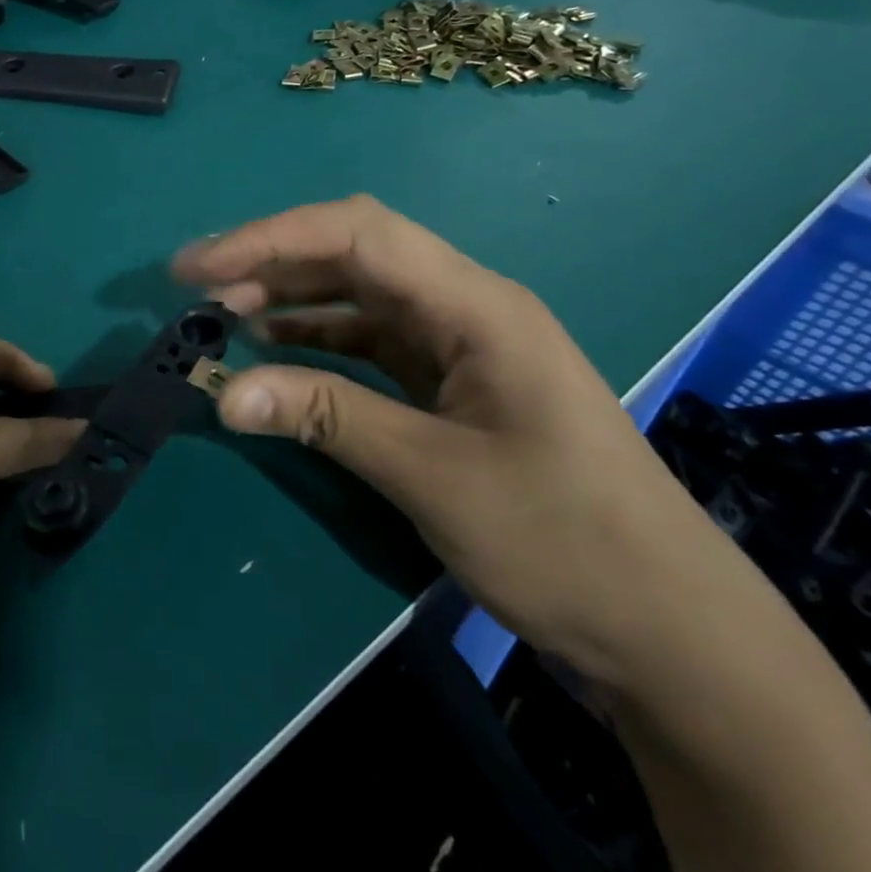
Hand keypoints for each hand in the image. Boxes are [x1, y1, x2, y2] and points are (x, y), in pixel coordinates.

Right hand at [173, 195, 741, 684]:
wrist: (671, 635)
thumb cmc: (566, 542)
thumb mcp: (434, 476)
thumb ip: (326, 418)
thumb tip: (224, 393)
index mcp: (476, 304)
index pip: (357, 236)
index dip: (269, 240)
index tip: (199, 267)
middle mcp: (466, 307)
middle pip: (356, 253)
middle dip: (273, 261)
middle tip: (199, 287)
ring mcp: (461, 346)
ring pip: (360, 296)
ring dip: (292, 297)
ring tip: (225, 314)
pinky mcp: (453, 385)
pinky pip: (372, 344)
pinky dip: (319, 341)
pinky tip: (277, 352)